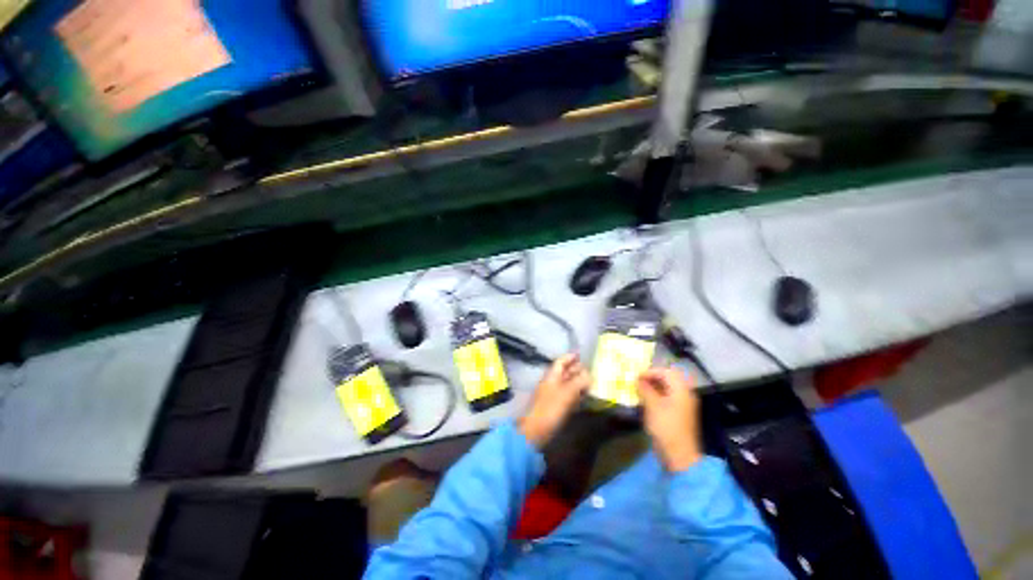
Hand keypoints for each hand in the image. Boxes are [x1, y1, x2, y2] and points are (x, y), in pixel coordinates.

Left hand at [518, 354, 590, 447]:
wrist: (536, 430)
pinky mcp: (556, 409)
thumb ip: (579, 381)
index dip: (570, 357)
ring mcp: (553, 397)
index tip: (582, 354)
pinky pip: (568, 397)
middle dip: (577, 370)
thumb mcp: (567, 392)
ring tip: (593, 381)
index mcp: (551, 377)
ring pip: (567, 385)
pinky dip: (576, 395)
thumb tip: (589, 374)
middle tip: (592, 368)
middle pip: (564, 373)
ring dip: (578, 383)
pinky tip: (585, 396)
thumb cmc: (551, 409)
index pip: (560, 362)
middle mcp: (551, 384)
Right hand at [637, 367, 702, 471]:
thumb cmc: (666, 427)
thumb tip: (638, 379)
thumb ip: (645, 390)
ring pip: (670, 390)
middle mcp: (686, 393)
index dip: (650, 372)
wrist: (679, 453)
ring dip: (656, 389)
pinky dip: (659, 398)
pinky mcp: (682, 415)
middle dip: (653, 379)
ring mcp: (685, 405)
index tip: (635, 377)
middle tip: (638, 384)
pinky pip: (670, 400)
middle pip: (670, 379)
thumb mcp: (653, 407)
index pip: (666, 371)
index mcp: (681, 388)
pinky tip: (649, 405)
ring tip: (640, 394)